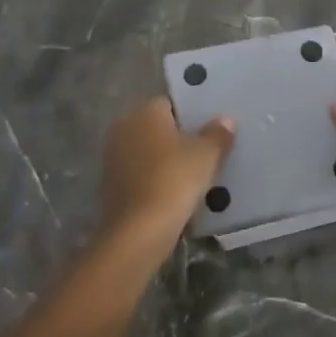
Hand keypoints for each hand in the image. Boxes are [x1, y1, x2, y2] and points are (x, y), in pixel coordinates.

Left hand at [100, 98, 235, 243]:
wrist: (138, 232)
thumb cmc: (174, 180)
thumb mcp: (207, 155)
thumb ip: (217, 134)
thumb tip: (225, 120)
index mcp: (145, 112)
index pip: (170, 104)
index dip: (191, 116)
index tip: (209, 132)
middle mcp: (124, 127)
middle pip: (157, 128)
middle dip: (177, 138)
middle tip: (204, 154)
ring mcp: (113, 157)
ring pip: (147, 152)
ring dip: (165, 161)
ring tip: (192, 177)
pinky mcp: (109, 185)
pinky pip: (139, 174)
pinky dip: (154, 180)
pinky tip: (172, 195)